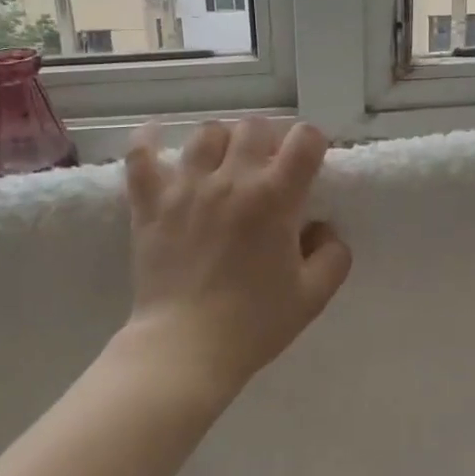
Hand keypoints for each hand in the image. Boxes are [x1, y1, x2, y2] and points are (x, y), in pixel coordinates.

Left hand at [120, 116, 352, 394]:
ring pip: (207, 133)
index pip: (304, 138)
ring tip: (223, 164)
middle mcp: (232, 179)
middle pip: (254, 126)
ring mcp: (186, 186)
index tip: (308, 163)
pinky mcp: (150, 201)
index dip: (312, 144)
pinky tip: (155, 134)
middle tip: (268, 168)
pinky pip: (141, 154)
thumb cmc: (254, 323)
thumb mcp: (313, 295)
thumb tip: (323, 228)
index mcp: (275, 197)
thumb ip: (333, 254)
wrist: (185, 348)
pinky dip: (147, 139)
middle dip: (269, 141)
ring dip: (222, 142)